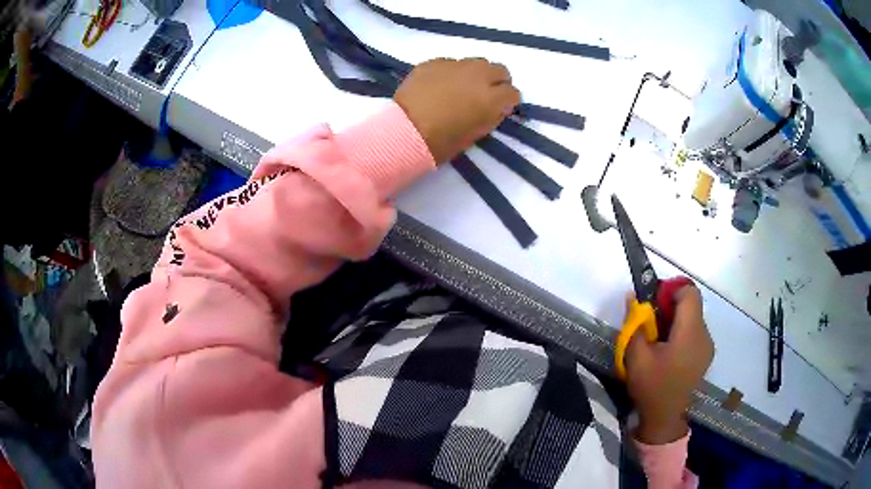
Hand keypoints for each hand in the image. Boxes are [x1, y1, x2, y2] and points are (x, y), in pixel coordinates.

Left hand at [394, 58, 520, 163]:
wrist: (404, 132)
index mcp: (490, 98)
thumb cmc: (441, 141)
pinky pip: (451, 63)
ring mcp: (454, 65)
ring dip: (476, 73)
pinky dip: (452, 72)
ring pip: (476, 62)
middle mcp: (477, 76)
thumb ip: (491, 116)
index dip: (508, 101)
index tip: (501, 107)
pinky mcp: (434, 62)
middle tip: (487, 93)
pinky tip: (440, 85)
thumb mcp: (475, 134)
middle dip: (497, 81)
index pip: (512, 93)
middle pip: (499, 70)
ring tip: (464, 86)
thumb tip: (498, 107)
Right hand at [625, 284, 713, 444]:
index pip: (690, 293)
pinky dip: (682, 332)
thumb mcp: (636, 357)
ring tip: (658, 340)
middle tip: (651, 323)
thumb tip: (634, 297)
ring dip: (676, 320)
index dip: (672, 290)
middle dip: (670, 306)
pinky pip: (695, 331)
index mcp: (690, 334)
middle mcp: (704, 335)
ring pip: (693, 318)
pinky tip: (668, 351)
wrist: (664, 418)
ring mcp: (707, 346)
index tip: (654, 303)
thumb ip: (636, 324)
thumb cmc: (651, 387)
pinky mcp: (706, 355)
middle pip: (692, 305)